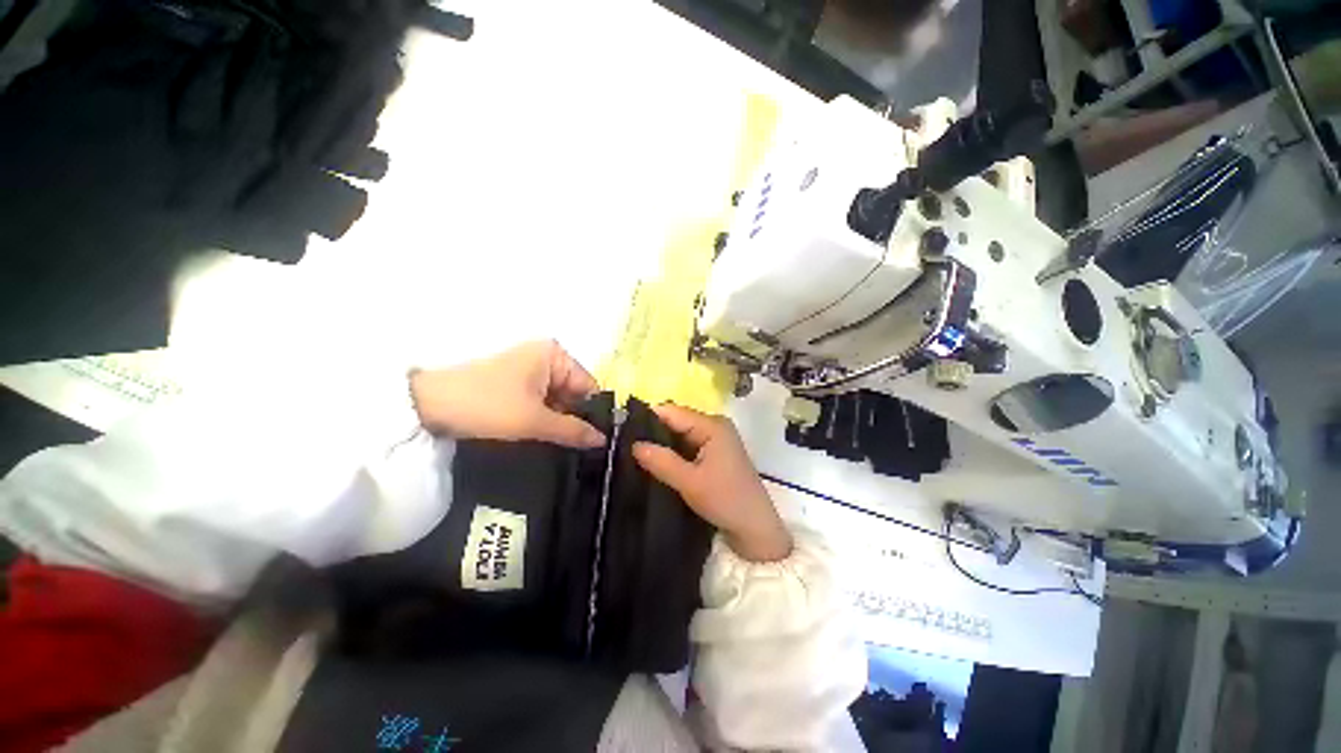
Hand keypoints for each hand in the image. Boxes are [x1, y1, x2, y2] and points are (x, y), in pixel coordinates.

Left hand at [410, 340, 605, 448]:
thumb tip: (603, 440)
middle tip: (581, 448)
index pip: (588, 385)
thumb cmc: (487, 404)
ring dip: (559, 420)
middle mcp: (546, 357)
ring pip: (558, 399)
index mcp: (555, 355)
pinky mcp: (517, 382)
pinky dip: (544, 417)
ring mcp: (530, 369)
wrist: (428, 405)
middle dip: (575, 418)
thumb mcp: (534, 420)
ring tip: (563, 445)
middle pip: (573, 392)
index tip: (597, 439)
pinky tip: (545, 436)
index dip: (593, 412)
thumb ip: (573, 430)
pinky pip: (542, 401)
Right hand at [632, 405, 792, 562]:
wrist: (755, 528)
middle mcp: (714, 426)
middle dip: (653, 431)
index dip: (647, 418)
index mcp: (712, 425)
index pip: (673, 412)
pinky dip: (673, 452)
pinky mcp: (714, 453)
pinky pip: (687, 445)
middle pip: (676, 421)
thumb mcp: (690, 482)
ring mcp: (715, 439)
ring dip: (662, 443)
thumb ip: (661, 461)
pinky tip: (655, 461)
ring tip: (634, 453)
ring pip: (680, 434)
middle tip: (625, 445)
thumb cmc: (726, 500)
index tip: (622, 430)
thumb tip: (633, 445)